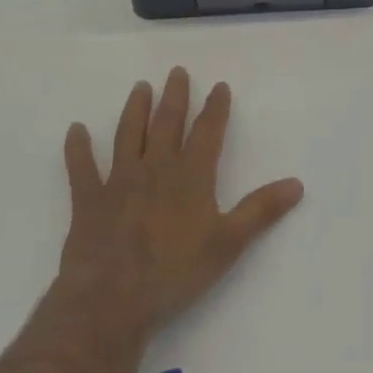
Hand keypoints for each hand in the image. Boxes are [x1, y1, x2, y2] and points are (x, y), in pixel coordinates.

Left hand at [57, 67, 302, 342]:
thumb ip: (262, 210)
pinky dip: (78, 149)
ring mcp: (119, 182)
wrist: (111, 300)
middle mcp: (156, 168)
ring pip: (128, 135)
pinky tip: (76, 130)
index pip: (208, 132)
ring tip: (140, 87)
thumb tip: (297, 184)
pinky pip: (82, 169)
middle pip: (167, 124)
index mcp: (191, 175)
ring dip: (135, 110)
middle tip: (177, 72)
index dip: (216, 108)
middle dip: (175, 97)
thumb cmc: (175, 272)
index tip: (220, 87)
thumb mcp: (229, 243)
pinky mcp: (89, 201)